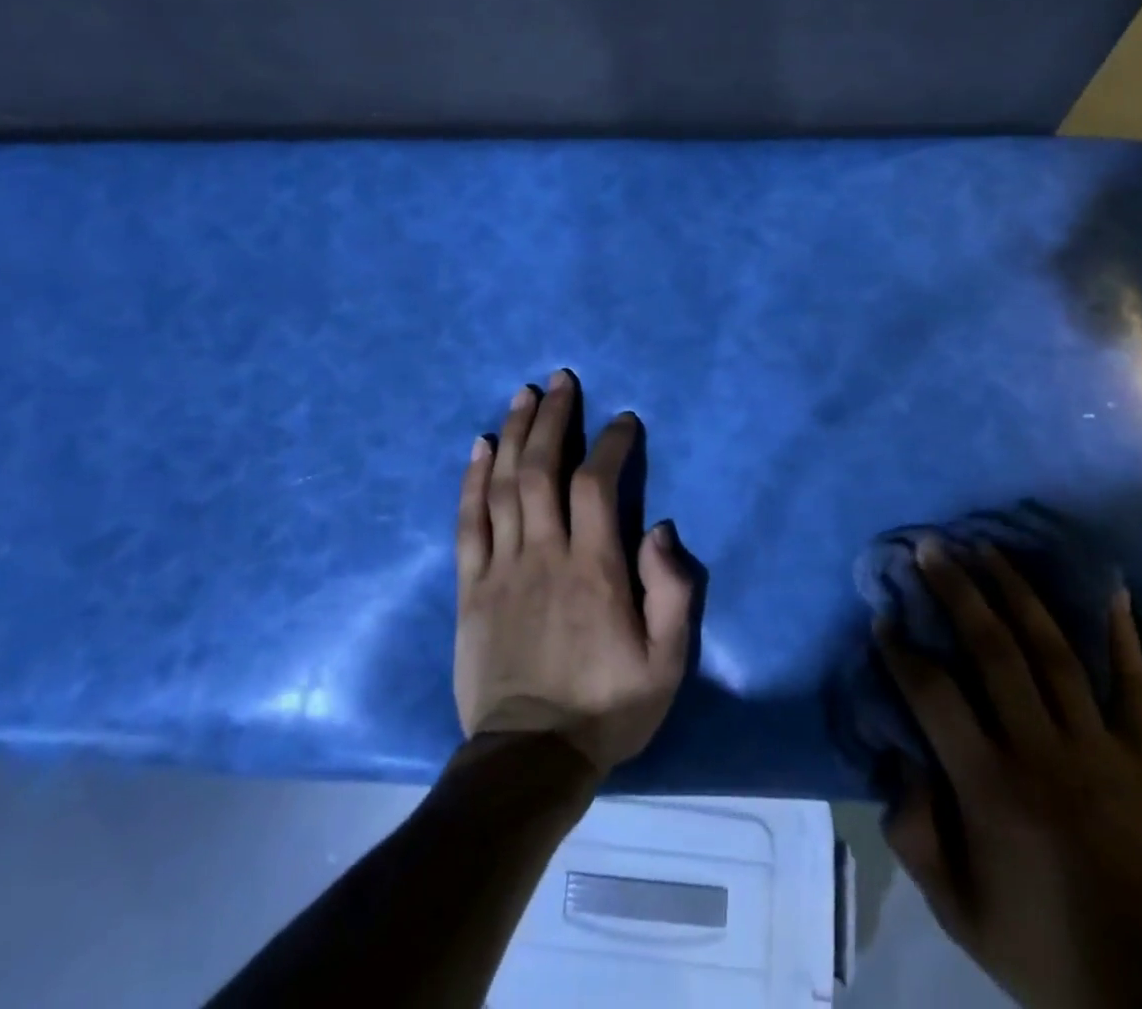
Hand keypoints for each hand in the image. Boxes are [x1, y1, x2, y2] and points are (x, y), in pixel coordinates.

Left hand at [453, 371, 696, 776]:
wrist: (529, 759)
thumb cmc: (607, 706)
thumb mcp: (666, 662)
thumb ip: (673, 592)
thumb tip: (660, 529)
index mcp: (594, 569)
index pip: (597, 484)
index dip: (610, 443)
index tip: (623, 420)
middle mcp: (544, 554)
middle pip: (543, 469)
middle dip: (554, 418)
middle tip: (561, 380)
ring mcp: (501, 568)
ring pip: (504, 485)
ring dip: (515, 434)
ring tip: (524, 394)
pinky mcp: (471, 588)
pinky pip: (468, 522)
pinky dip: (472, 480)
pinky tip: (480, 446)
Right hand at [877, 538, 1141, 1008]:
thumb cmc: (1049, 954)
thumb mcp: (960, 914)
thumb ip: (915, 837)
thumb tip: (898, 762)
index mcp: (990, 788)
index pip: (934, 694)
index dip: (902, 650)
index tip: (884, 615)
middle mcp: (1041, 751)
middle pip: (992, 649)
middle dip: (956, 590)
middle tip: (932, 547)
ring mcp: (1099, 749)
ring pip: (1052, 650)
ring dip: (1016, 592)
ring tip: (988, 549)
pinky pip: (1136, 688)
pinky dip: (1124, 638)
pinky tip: (1113, 590)